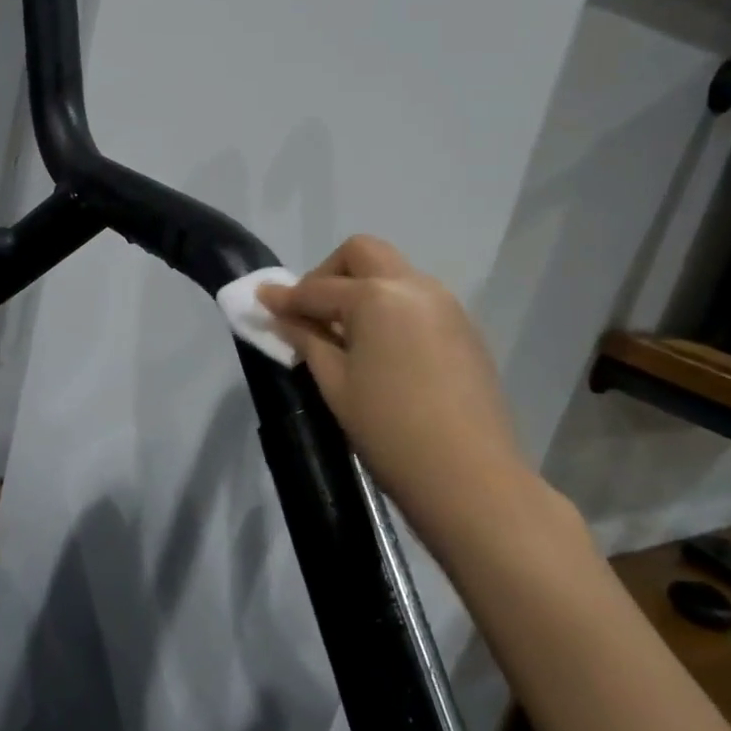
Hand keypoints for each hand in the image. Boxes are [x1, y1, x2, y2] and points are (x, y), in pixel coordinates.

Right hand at [259, 236, 559, 558]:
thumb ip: (306, 339)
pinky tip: (380, 349)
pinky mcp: (464, 329)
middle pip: (363, 254)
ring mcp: (446, 305)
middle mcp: (414, 286)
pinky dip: (388, 308)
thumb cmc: (389, 430)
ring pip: (393, 273)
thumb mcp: (335, 383)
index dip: (285, 296)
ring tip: (344, 334)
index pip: (319, 288)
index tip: (261, 302)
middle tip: (311, 312)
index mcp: (377, 297)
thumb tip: (280, 313)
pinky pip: (416, 300)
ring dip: (362, 288)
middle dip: (329, 273)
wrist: (469, 477)